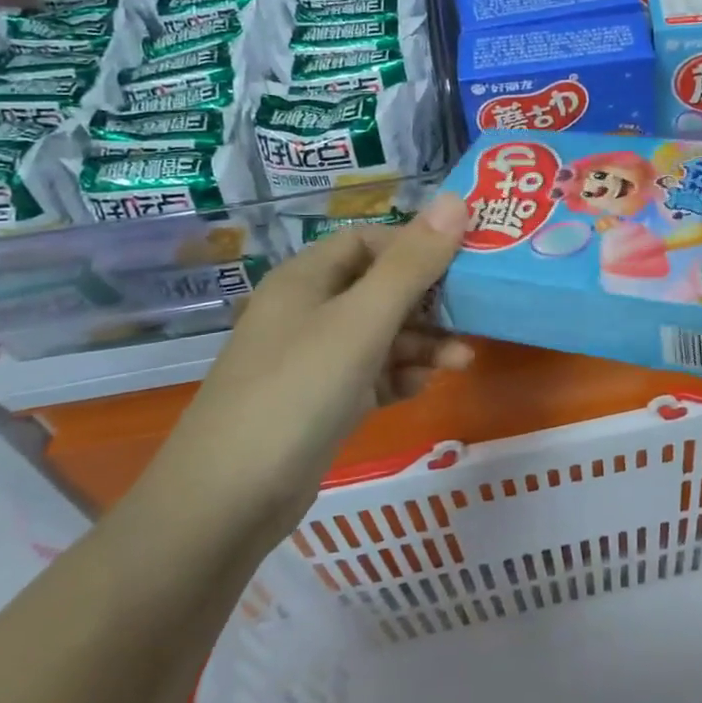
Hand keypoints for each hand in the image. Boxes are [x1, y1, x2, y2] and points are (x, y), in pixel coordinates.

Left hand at [160, 191, 474, 518]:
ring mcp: (311, 360)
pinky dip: (398, 376)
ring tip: (463, 360)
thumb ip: (412, 264)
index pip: (368, 240)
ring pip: (379, 334)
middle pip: (379, 287)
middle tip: (475, 312)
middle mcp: (306, 311)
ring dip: (422, 342)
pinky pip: (369, 374)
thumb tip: (456, 199)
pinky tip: (421, 388)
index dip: (415, 244)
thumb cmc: (297, 392)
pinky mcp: (319, 402)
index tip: (463, 260)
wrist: (227, 503)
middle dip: (428, 299)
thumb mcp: (362, 322)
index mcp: (306, 278)